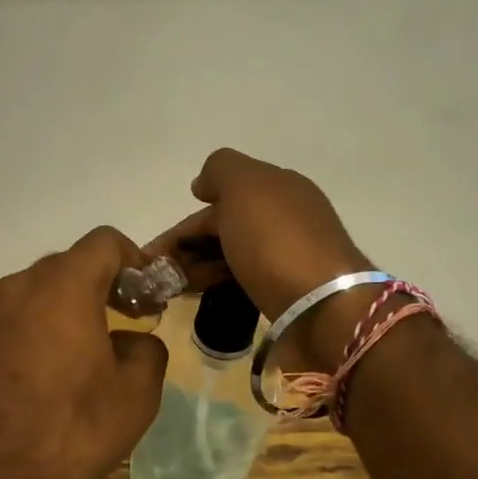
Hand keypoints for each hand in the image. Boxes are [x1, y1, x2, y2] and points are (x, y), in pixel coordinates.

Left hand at [0, 227, 168, 478]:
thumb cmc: (68, 434)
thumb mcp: (136, 397)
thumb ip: (147, 351)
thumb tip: (133, 341)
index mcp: (63, 288)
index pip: (105, 242)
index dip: (133, 261)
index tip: (143, 297)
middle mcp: (14, 288)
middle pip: (63, 268)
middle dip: (94, 290)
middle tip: (113, 329)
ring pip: (26, 299)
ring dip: (52, 316)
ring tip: (64, 365)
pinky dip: (16, 340)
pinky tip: (20, 386)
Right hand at [145, 149, 374, 369]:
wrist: (323, 307)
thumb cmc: (277, 241)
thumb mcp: (245, 186)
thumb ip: (220, 171)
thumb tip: (203, 184)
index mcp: (281, 187)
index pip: (222, 197)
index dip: (186, 222)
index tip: (154, 251)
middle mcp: (287, 217)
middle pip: (226, 227)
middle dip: (188, 247)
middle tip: (158, 274)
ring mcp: (290, 256)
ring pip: (232, 255)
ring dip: (199, 267)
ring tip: (172, 289)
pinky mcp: (289, 291)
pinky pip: (243, 279)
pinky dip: (218, 283)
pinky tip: (201, 296)